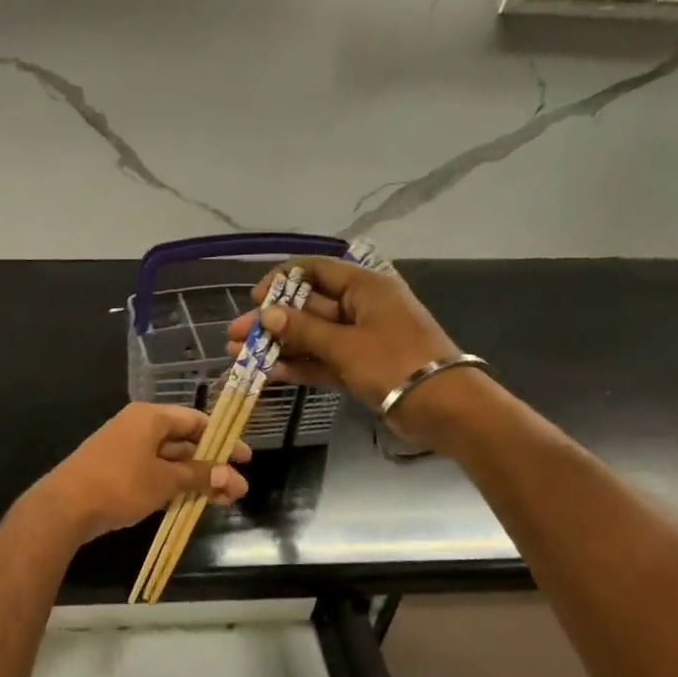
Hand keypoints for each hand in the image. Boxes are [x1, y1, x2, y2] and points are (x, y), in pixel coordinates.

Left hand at [29, 404, 251, 544]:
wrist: (64, 507)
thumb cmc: (120, 484)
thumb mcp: (165, 480)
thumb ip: (199, 476)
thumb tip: (232, 476)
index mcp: (150, 417)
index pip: (195, 421)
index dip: (223, 439)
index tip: (244, 459)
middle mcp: (137, 427)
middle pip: (183, 442)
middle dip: (211, 465)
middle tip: (237, 489)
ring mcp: (124, 450)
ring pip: (168, 461)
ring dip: (194, 479)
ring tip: (221, 501)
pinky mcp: (115, 472)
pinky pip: (152, 473)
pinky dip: (172, 486)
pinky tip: (189, 504)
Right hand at [225, 259, 494, 451]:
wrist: (442, 406)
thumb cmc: (395, 363)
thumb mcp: (345, 344)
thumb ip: (303, 330)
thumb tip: (267, 314)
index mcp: (365, 287)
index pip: (316, 270)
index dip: (282, 281)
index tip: (254, 299)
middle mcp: (361, 307)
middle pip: (308, 307)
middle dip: (271, 321)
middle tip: (235, 336)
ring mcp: (360, 339)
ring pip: (311, 337)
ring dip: (278, 346)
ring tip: (239, 357)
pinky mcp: (360, 366)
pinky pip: (322, 360)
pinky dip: (298, 365)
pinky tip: (268, 373)